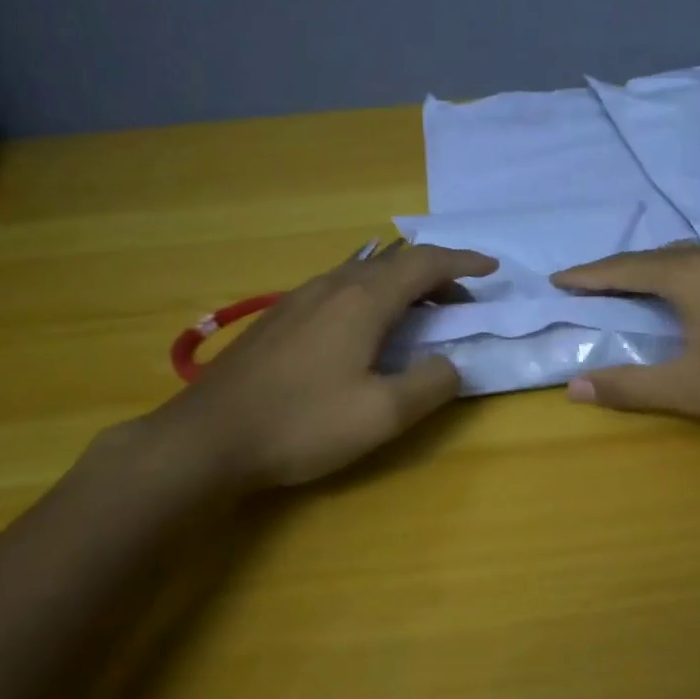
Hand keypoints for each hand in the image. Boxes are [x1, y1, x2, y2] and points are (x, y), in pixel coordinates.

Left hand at [145, 243, 496, 490]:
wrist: (207, 437)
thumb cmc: (302, 423)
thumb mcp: (382, 415)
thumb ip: (430, 384)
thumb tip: (452, 363)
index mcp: (363, 301)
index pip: (425, 263)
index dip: (463, 262)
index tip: (492, 268)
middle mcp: (333, 286)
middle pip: (396, 263)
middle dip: (437, 275)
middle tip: (463, 303)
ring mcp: (300, 298)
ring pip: (365, 274)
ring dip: (403, 286)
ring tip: (422, 314)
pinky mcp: (280, 317)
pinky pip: (341, 288)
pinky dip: (373, 295)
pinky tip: (367, 329)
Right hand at [552, 244, 699, 440]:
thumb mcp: (690, 389)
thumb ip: (629, 386)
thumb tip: (573, 388)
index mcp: (689, 274)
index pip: (623, 269)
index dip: (587, 277)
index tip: (556, 281)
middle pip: (650, 258)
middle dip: (613, 272)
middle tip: (583, 289)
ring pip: (679, 258)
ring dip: (646, 272)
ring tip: (622, 290)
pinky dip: (675, 276)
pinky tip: (678, 296)